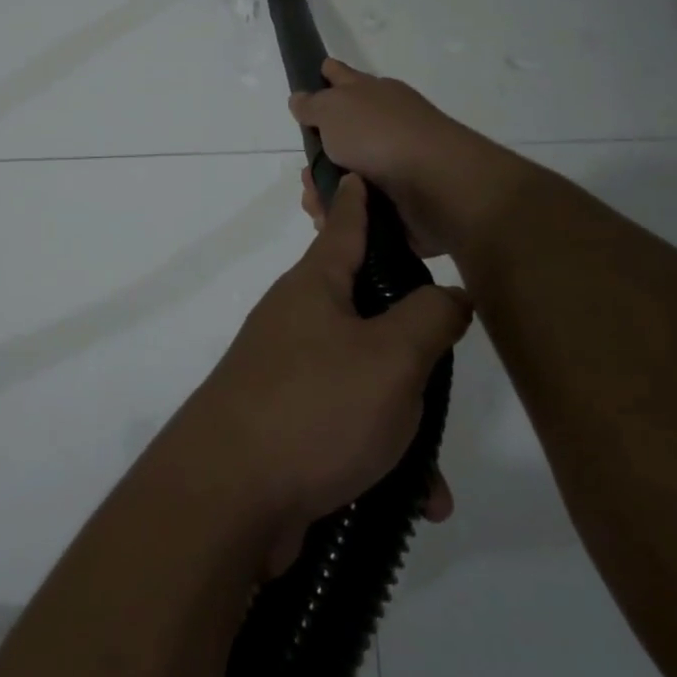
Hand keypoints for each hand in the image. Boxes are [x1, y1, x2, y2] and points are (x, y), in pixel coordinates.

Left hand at [170, 176, 471, 575]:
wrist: (227, 498)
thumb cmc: (314, 407)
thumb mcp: (390, 357)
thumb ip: (429, 318)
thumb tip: (449, 294)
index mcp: (314, 289)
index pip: (343, 228)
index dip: (358, 202)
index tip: (356, 174)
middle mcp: (296, 324)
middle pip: (366, 313)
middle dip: (411, 346)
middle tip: (442, 367)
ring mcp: (287, 376)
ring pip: (365, 383)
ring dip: (404, 425)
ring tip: (432, 475)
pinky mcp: (285, 427)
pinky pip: (348, 430)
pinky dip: (381, 460)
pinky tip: (412, 502)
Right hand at [290, 59, 501, 256]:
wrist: (437, 187)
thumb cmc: (381, 136)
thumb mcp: (335, 108)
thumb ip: (313, 105)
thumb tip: (299, 98)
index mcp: (373, 96)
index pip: (343, 77)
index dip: (328, 74)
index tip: (316, 73)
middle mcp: (383, 127)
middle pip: (337, 136)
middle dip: (313, 157)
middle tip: (306, 173)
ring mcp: (391, 166)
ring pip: (342, 177)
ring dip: (322, 192)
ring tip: (317, 205)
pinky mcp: (395, 203)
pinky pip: (356, 208)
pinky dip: (341, 214)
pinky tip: (330, 220)